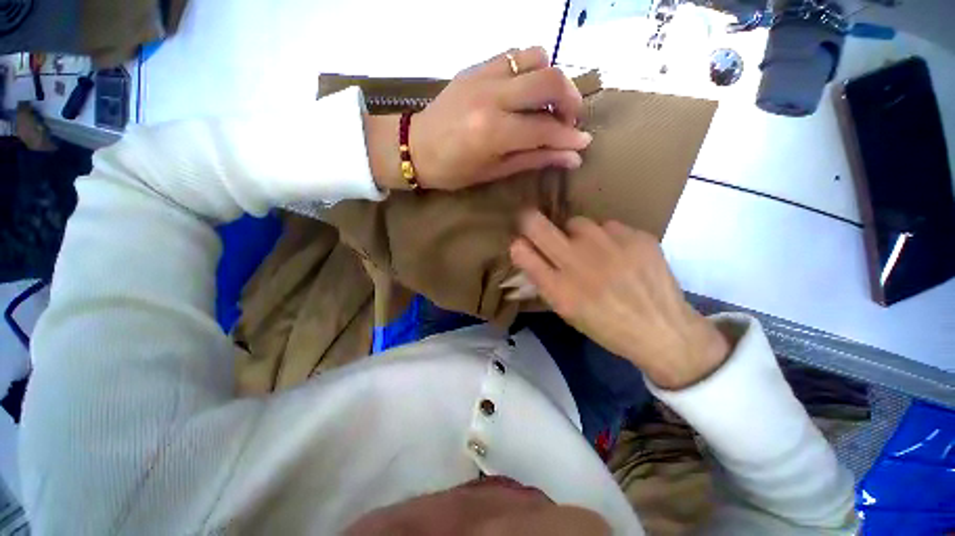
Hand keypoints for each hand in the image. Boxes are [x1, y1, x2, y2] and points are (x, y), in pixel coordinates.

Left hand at [368, 47, 591, 190]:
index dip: (569, 136)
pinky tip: (528, 90)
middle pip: (549, 80)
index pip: (544, 128)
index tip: (584, 143)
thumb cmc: (453, 171)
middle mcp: (491, 97)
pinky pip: (515, 54)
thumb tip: (572, 157)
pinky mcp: (476, 66)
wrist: (415, 147)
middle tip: (569, 121)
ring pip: (536, 56)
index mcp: (493, 132)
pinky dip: (531, 68)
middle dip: (570, 100)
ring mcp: (483, 75)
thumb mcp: (494, 172)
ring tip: (549, 103)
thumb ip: (534, 159)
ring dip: (552, 78)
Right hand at [509, 212, 730, 389]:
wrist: (663, 330)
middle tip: (538, 227)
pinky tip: (621, 255)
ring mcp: (608, 245)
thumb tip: (528, 255)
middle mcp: (578, 262)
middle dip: (530, 222)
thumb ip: (545, 282)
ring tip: (593, 251)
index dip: (519, 244)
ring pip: (576, 222)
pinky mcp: (636, 236)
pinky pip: (609, 226)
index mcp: (558, 289)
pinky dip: (608, 238)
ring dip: (577, 235)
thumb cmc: (607, 326)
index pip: (521, 251)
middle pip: (536, 224)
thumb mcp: (567, 312)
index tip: (523, 244)